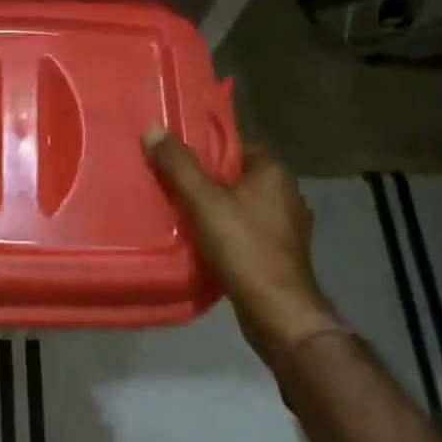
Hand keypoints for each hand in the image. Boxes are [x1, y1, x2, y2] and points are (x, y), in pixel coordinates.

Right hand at [144, 126, 344, 365]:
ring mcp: (288, 226)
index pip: (235, 147)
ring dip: (217, 210)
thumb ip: (178, 165)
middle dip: (207, 183)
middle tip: (173, 188)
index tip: (177, 162)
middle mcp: (287, 192)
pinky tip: (206, 244)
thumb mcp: (203, 201)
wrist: (279, 313)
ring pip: (242, 206)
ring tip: (183, 216)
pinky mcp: (283, 253)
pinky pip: (248, 231)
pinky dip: (229, 234)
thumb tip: (153, 128)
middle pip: (236, 177)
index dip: (205, 152)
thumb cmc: (244, 247)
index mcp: (274, 171)